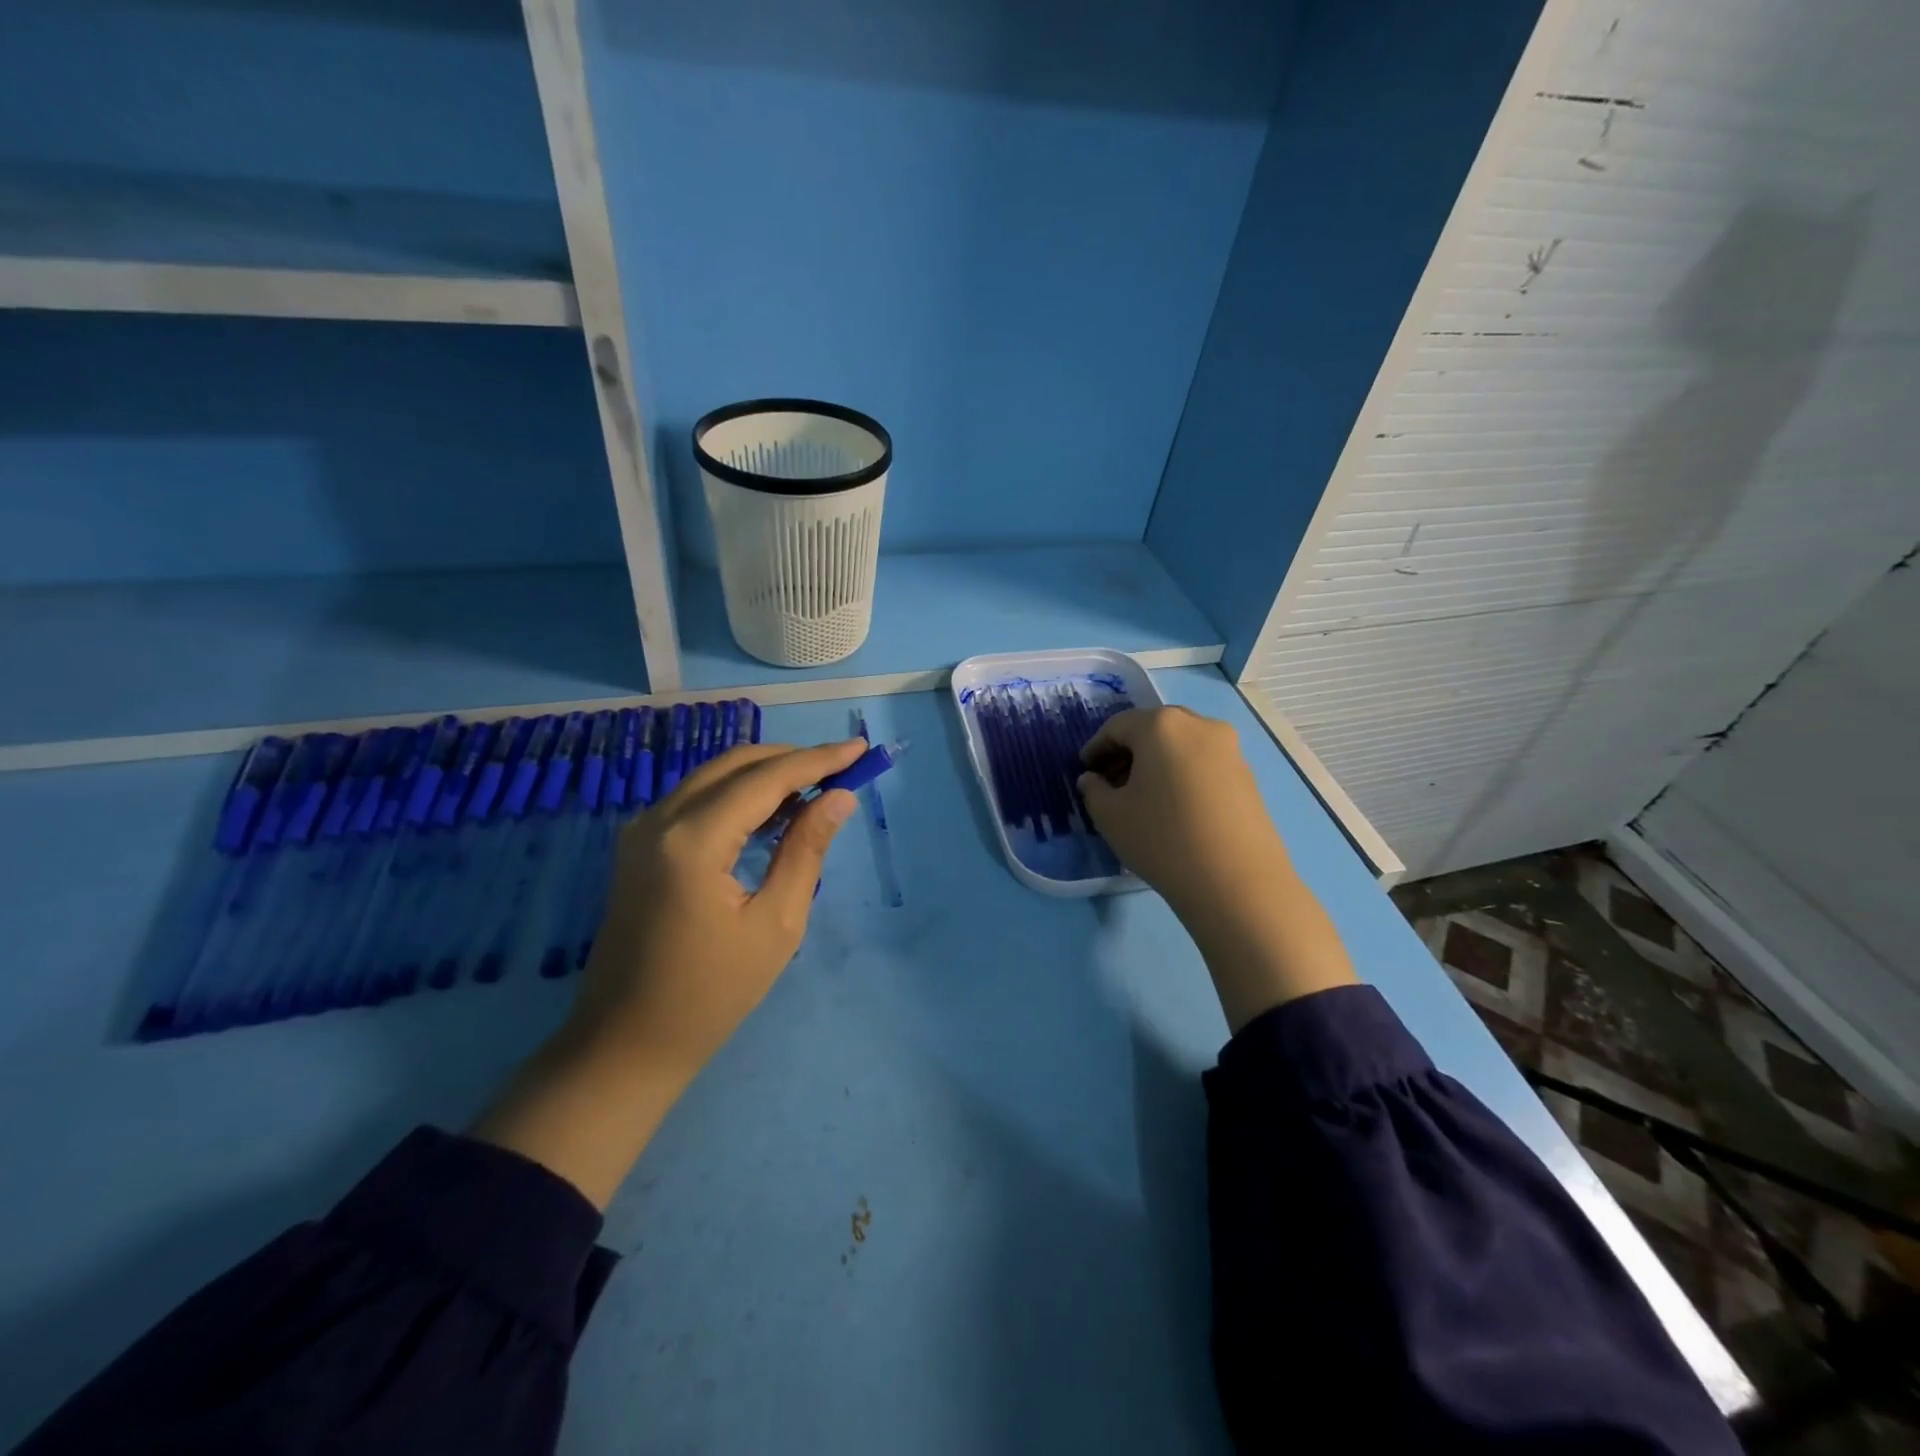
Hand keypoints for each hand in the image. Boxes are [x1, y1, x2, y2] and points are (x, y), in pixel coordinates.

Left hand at [576, 738, 863, 1074]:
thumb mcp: (775, 924)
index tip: (860, 748)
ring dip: (767, 774)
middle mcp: (660, 819)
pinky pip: (697, 799)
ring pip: (715, 776)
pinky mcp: (639, 845)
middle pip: (737, 765)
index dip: (817, 760)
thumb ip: (806, 850)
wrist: (626, 1042)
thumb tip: (840, 797)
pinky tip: (773, 811)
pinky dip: (739, 794)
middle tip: (843, 767)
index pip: (766, 778)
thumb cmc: (711, 993)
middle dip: (793, 759)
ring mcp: (642, 830)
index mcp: (693, 840)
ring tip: (818, 787)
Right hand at [1078, 707, 1355, 1031]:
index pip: (1117, 727)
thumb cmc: (1162, 839)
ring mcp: (1229, 748)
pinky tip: (1173, 805)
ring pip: (1180, 745)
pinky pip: (1202, 762)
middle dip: (1127, 751)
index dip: (1095, 748)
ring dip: (1155, 762)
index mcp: (1161, 725)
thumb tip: (1093, 780)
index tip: (1084, 770)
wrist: (1236, 882)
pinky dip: (1181, 773)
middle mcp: (1198, 725)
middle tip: (1111, 781)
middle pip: (1152, 729)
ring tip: (1142, 796)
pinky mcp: (1247, 774)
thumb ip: (1093, 790)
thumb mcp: (1110, 816)